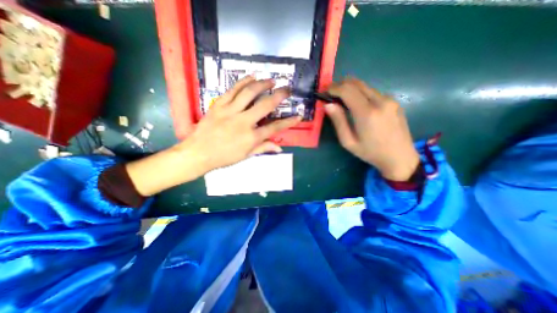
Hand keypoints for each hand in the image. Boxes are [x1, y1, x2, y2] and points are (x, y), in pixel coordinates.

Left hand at [175, 78, 302, 171]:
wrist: (198, 153)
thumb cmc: (223, 157)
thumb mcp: (245, 155)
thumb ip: (263, 148)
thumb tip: (279, 148)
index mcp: (251, 137)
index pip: (275, 128)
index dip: (289, 122)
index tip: (299, 116)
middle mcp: (243, 122)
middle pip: (265, 105)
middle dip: (279, 96)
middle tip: (287, 89)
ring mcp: (230, 111)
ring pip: (249, 93)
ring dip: (263, 84)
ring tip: (271, 80)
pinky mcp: (219, 105)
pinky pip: (232, 90)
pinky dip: (243, 81)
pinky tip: (252, 76)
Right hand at [325, 77, 420, 180]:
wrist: (400, 157)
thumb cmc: (370, 152)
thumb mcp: (348, 141)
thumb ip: (338, 121)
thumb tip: (328, 105)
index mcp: (367, 113)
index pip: (347, 91)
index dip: (334, 88)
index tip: (325, 91)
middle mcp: (380, 101)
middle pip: (357, 84)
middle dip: (341, 85)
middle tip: (331, 93)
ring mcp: (390, 100)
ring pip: (365, 86)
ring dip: (351, 89)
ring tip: (342, 99)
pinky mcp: (394, 101)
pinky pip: (373, 92)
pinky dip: (361, 94)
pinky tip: (358, 104)